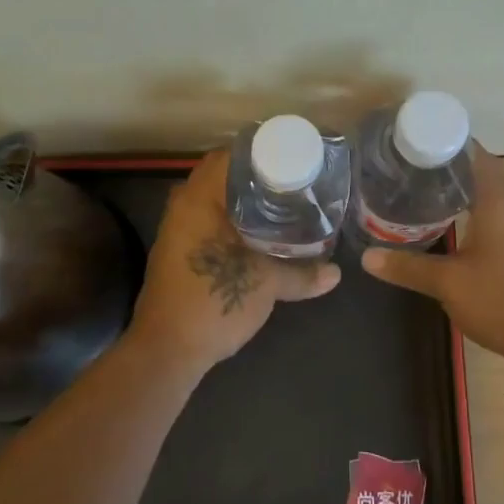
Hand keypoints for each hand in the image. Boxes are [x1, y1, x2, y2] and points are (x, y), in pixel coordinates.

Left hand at [128, 148, 339, 375]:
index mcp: (200, 198)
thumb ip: (302, 274)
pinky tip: (256, 232)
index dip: (262, 152)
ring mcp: (176, 229)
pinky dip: (230, 219)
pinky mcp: (177, 251)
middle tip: (291, 180)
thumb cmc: (213, 301)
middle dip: (255, 176)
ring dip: (242, 199)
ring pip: (214, 199)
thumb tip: (336, 273)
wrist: (167, 351)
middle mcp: (183, 205)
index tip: (291, 157)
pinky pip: (207, 220)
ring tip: (280, 203)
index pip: (230, 155)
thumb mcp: (266, 285)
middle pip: (222, 176)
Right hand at [361, 146, 503, 366]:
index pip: (472, 152)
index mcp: (498, 199)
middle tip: (408, 168)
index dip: (443, 142)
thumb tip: (367, 256)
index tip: (411, 144)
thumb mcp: (448, 283)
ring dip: (461, 188)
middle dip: (446, 166)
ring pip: (489, 191)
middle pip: (479, 169)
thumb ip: (407, 266)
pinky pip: (498, 211)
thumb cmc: (503, 301)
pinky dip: (474, 207)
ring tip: (422, 191)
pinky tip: (451, 223)